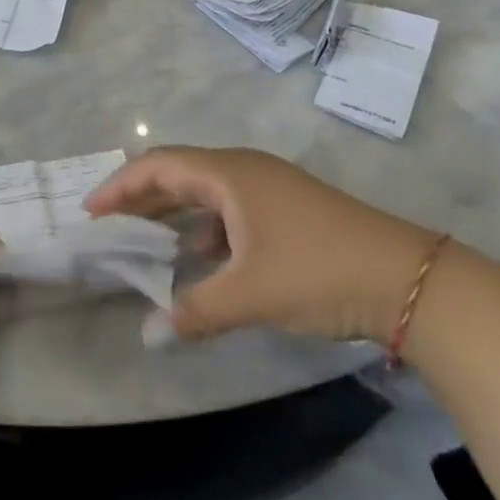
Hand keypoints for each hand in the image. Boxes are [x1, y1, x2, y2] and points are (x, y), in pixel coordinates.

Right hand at [85, 146, 436, 343]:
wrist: (408, 280)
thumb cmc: (317, 271)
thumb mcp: (250, 293)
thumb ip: (195, 311)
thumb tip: (149, 333)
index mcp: (228, 173)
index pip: (158, 166)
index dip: (120, 185)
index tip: (91, 212)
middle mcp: (244, 169)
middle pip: (179, 172)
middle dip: (141, 196)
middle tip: (109, 224)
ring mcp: (269, 187)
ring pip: (206, 191)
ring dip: (174, 212)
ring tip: (146, 242)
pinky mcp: (288, 209)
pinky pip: (229, 208)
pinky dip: (205, 228)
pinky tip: (200, 259)